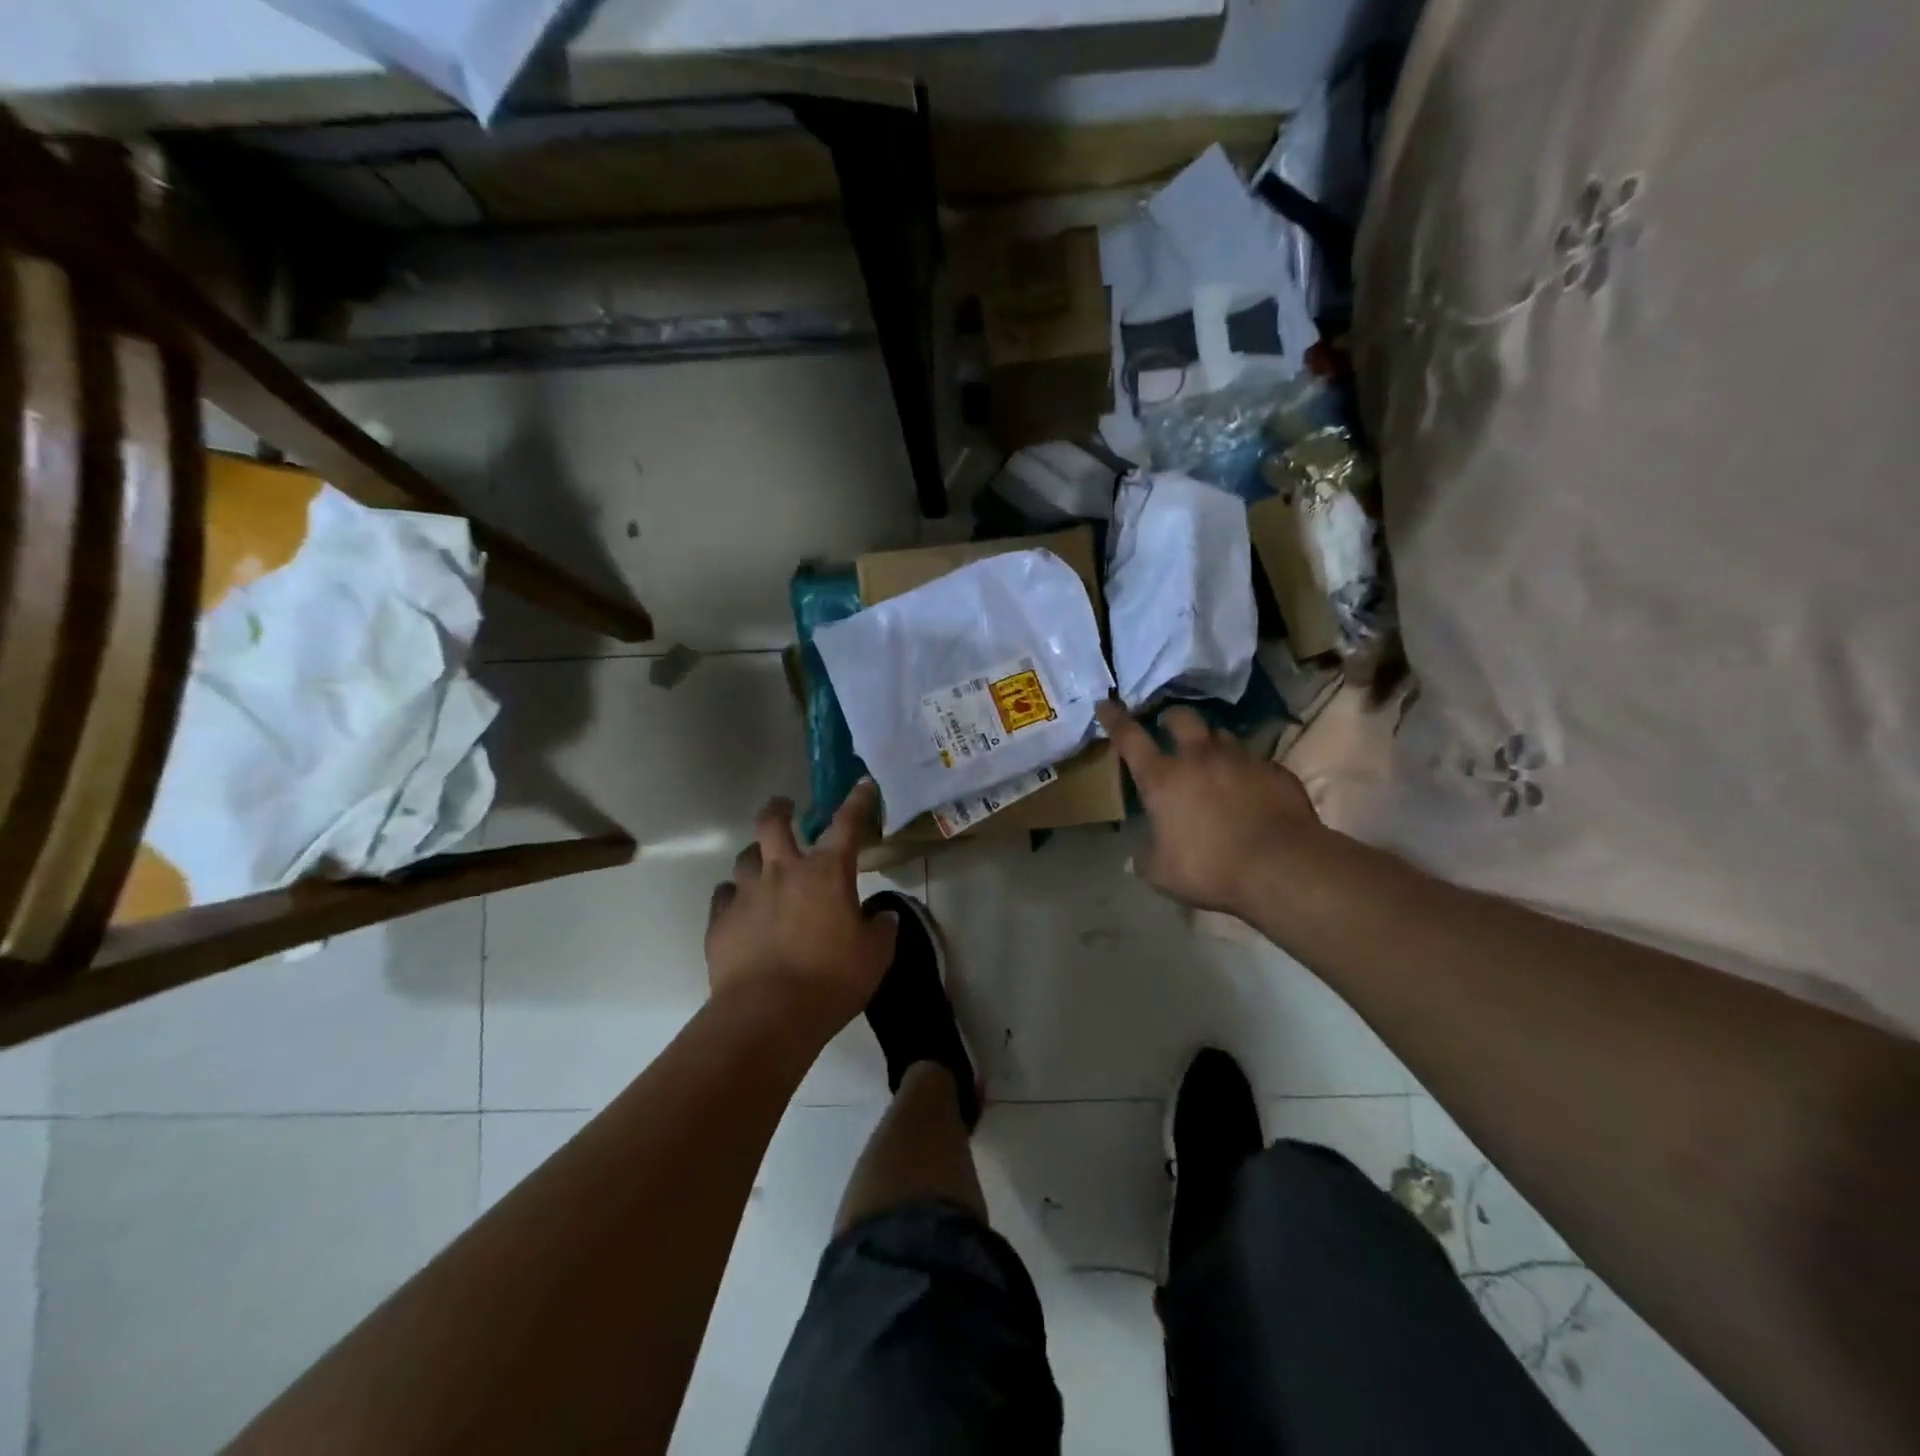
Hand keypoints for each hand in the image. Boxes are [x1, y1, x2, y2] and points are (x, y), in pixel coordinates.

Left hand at [704, 781, 897, 1036]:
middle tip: (785, 808)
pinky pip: (724, 896)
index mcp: (826, 873)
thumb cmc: (831, 980)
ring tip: (763, 867)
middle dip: (780, 809)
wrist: (768, 1015)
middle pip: (772, 823)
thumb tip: (882, 917)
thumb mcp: (874, 957)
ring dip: (756, 857)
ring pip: (745, 857)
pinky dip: (734, 896)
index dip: (857, 801)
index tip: (862, 784)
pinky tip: (741, 909)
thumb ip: (881, 930)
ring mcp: (747, 894)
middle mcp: (783, 872)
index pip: (846, 825)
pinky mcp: (720, 921)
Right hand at [1096, 700, 1322, 915]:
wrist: (1282, 867)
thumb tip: (1139, 852)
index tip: (1107, 704)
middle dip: (1171, 718)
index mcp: (1163, 779)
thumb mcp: (1161, 872)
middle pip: (1183, 718)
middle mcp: (1200, 758)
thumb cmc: (1210, 869)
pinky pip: (1256, 761)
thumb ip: (1145, 856)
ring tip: (1212, 758)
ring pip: (1222, 735)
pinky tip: (1250, 789)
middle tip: (1168, 726)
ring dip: (1211, 742)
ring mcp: (1241, 760)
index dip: (1115, 719)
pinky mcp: (1275, 771)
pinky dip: (1247, 770)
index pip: (1130, 738)